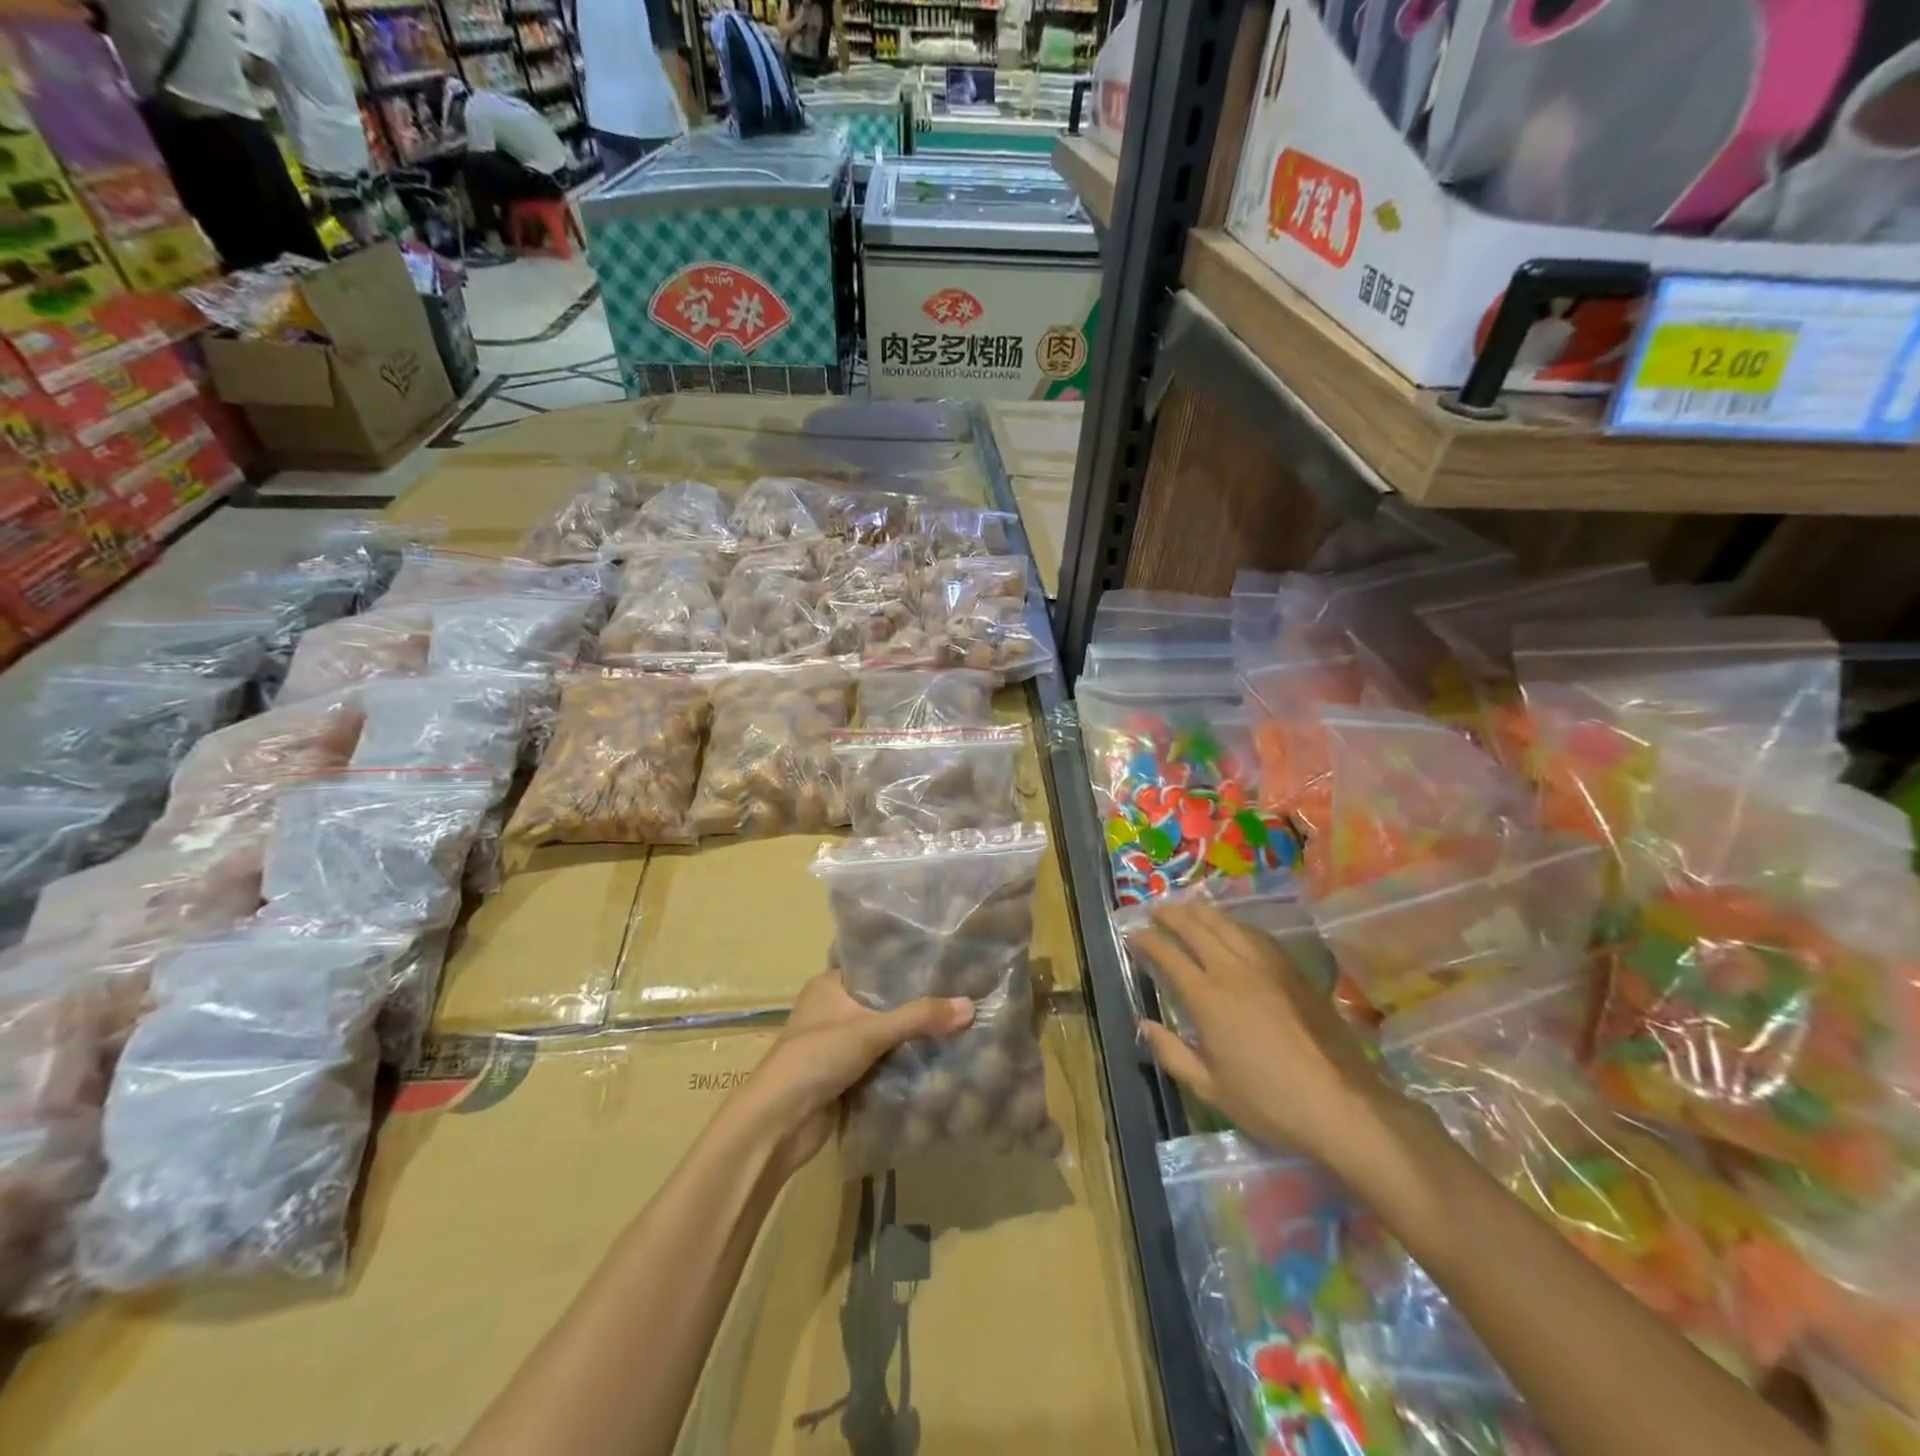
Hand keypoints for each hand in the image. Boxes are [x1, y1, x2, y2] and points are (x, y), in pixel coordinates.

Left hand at [733, 973, 973, 1178]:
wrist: (777, 1124)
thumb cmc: (815, 1058)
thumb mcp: (869, 1031)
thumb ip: (918, 1017)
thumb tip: (970, 1005)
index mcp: (829, 985)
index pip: (876, 965)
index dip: (908, 965)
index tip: (947, 962)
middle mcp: (833, 1009)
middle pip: (883, 1001)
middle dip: (916, 1003)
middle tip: (962, 993)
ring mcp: (838, 1044)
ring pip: (885, 1033)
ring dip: (912, 1034)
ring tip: (959, 1022)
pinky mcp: (845, 1075)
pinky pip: (883, 1061)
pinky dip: (904, 1060)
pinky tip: (939, 1056)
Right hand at [1130, 900, 1397, 1176]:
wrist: (1343, 1105)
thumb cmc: (1269, 1102)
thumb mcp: (1210, 1089)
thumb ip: (1172, 1053)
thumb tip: (1144, 1025)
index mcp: (1208, 997)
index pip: (1168, 954)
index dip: (1147, 940)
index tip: (1133, 934)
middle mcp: (1234, 970)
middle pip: (1197, 927)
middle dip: (1171, 914)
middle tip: (1155, 910)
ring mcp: (1267, 966)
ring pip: (1228, 924)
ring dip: (1202, 912)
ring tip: (1188, 908)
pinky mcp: (1294, 971)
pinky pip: (1256, 935)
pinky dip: (1236, 925)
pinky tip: (1233, 929)